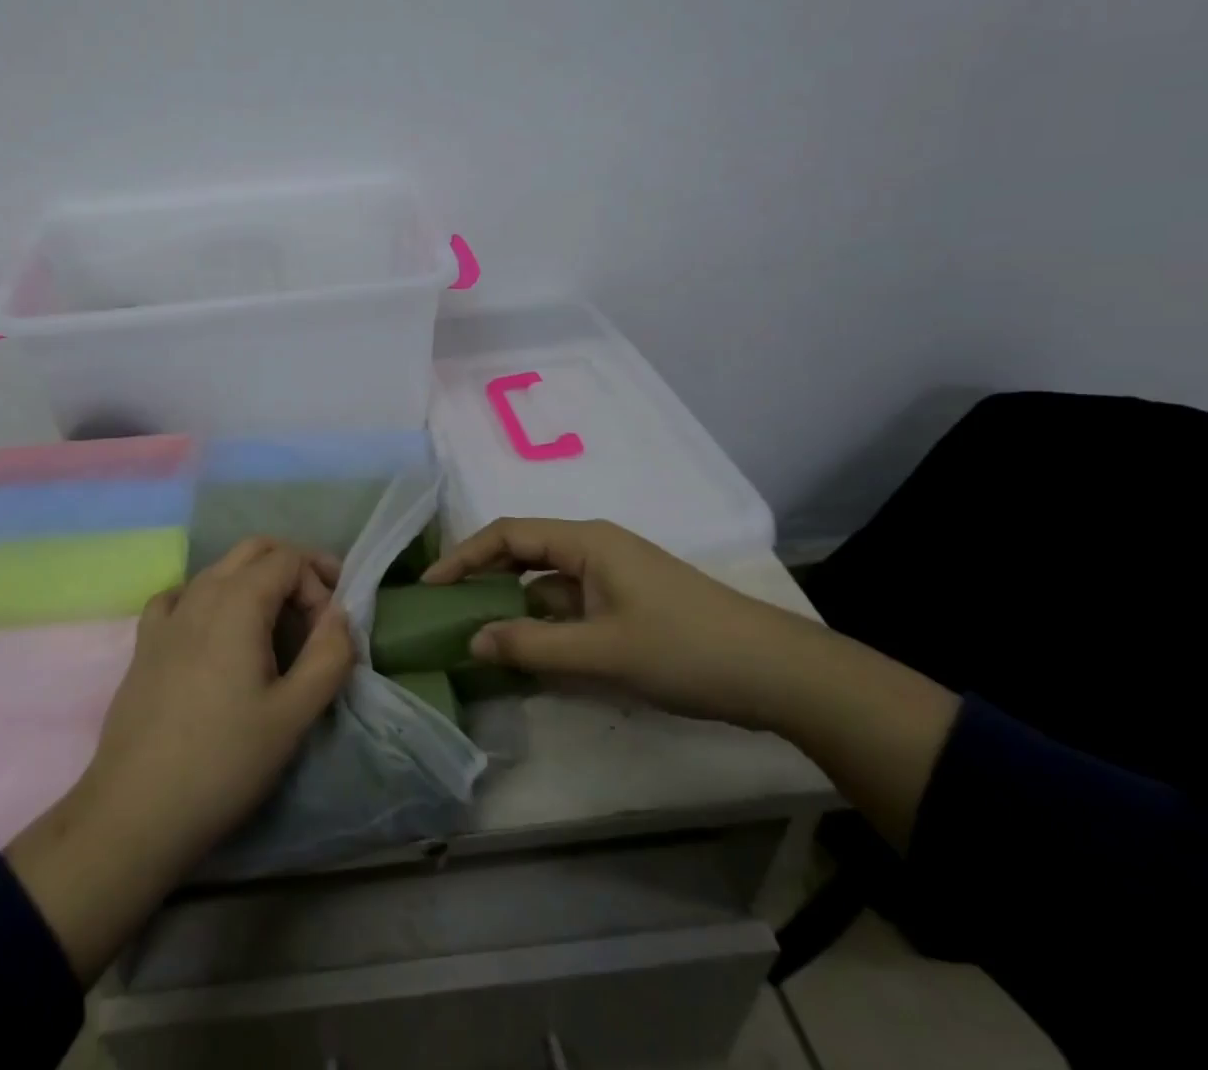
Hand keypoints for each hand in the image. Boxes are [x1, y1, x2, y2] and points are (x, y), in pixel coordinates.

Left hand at [84, 537, 354, 869]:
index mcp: (238, 602)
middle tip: (317, 608)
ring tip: (275, 626)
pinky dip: (210, 597)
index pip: (289, 559)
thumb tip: (340, 617)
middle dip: (292, 567)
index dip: (319, 583)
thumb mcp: (293, 715)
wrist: (135, 812)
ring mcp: (167, 615)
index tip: (330, 630)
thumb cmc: (224, 762)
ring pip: (219, 569)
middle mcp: (200, 593)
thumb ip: (329, 656)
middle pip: (255, 549)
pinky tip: (214, 632)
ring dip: (255, 581)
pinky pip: (182, 595)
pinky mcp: (145, 642)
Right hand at [423, 517, 802, 725]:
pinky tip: (530, 653)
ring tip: (477, 634)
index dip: (464, 556)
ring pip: (546, 583)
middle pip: (523, 553)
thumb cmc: (685, 649)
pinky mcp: (627, 605)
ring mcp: (613, 577)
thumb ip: (532, 646)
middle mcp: (594, 549)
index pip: (507, 535)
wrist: (777, 673)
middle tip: (445, 608)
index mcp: (586, 541)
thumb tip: (472, 640)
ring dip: (513, 606)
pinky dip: (544, 625)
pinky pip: (570, 606)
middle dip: (482, 577)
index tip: (430, 587)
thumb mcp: (602, 651)